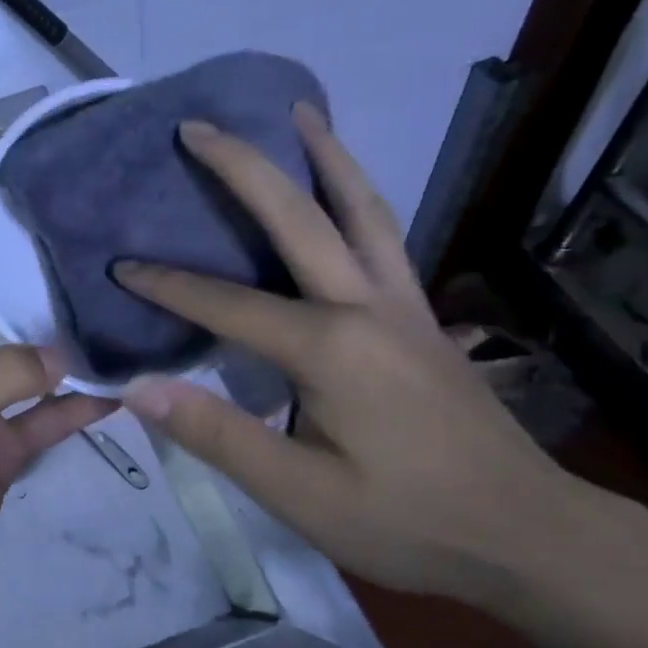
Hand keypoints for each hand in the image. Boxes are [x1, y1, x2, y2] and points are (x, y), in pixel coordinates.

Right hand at [115, 105, 602, 608]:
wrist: (528, 534)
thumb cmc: (407, 521)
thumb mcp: (300, 495)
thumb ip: (218, 436)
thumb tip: (140, 389)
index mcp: (330, 348)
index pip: (228, 304)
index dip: (168, 286)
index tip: (119, 266)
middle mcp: (367, 305)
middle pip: (299, 216)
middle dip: (242, 166)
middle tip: (198, 126)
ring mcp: (404, 304)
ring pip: (362, 208)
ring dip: (325, 154)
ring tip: (295, 113)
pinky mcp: (423, 316)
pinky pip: (385, 235)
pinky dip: (358, 195)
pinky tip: (343, 189)